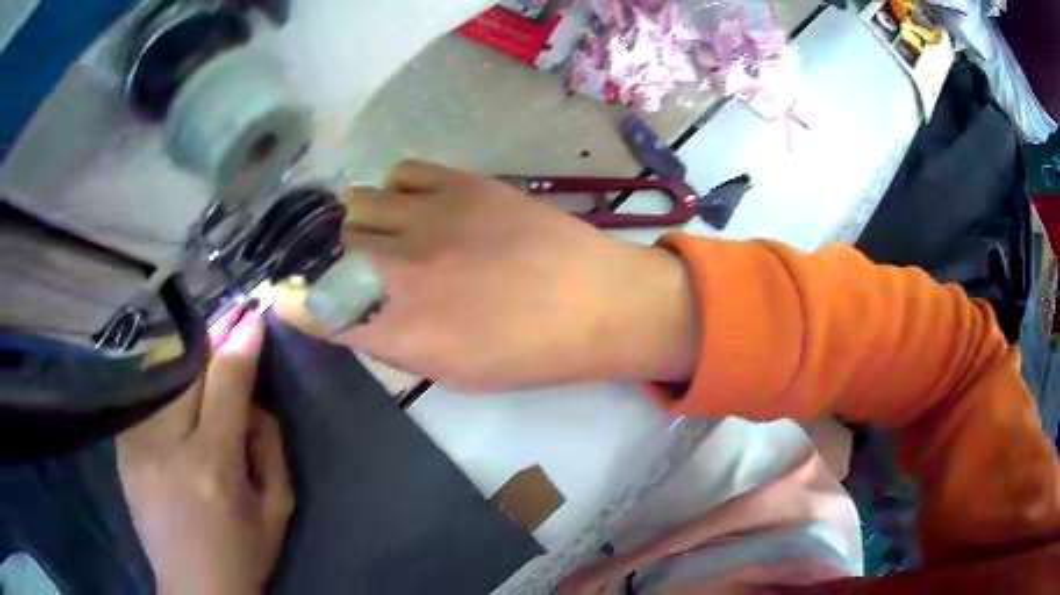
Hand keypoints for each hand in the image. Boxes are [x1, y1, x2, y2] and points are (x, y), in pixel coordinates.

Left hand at [117, 307, 292, 594]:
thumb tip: (253, 397)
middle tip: (231, 313)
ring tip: (203, 341)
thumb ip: (269, 446)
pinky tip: (174, 378)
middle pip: (189, 371)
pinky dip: (162, 382)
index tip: (252, 315)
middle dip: (212, 337)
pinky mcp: (122, 450)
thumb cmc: (242, 554)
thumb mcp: (276, 509)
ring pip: (162, 378)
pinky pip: (144, 398)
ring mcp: (137, 446)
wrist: (193, 588)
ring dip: (187, 358)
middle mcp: (167, 447)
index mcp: (212, 468)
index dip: (239, 344)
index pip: (225, 385)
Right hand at [281, 161, 698, 391]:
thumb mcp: (450, 373)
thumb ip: (390, 342)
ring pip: (354, 204)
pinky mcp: (459, 182)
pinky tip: (415, 209)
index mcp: (399, 330)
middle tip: (341, 264)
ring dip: (357, 223)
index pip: (314, 305)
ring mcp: (428, 216)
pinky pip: (398, 175)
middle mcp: (400, 269)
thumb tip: (351, 313)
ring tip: (382, 235)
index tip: (285, 293)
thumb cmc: (529, 354)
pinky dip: (394, 193)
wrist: (596, 302)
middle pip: (325, 247)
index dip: (293, 298)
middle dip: (324, 257)